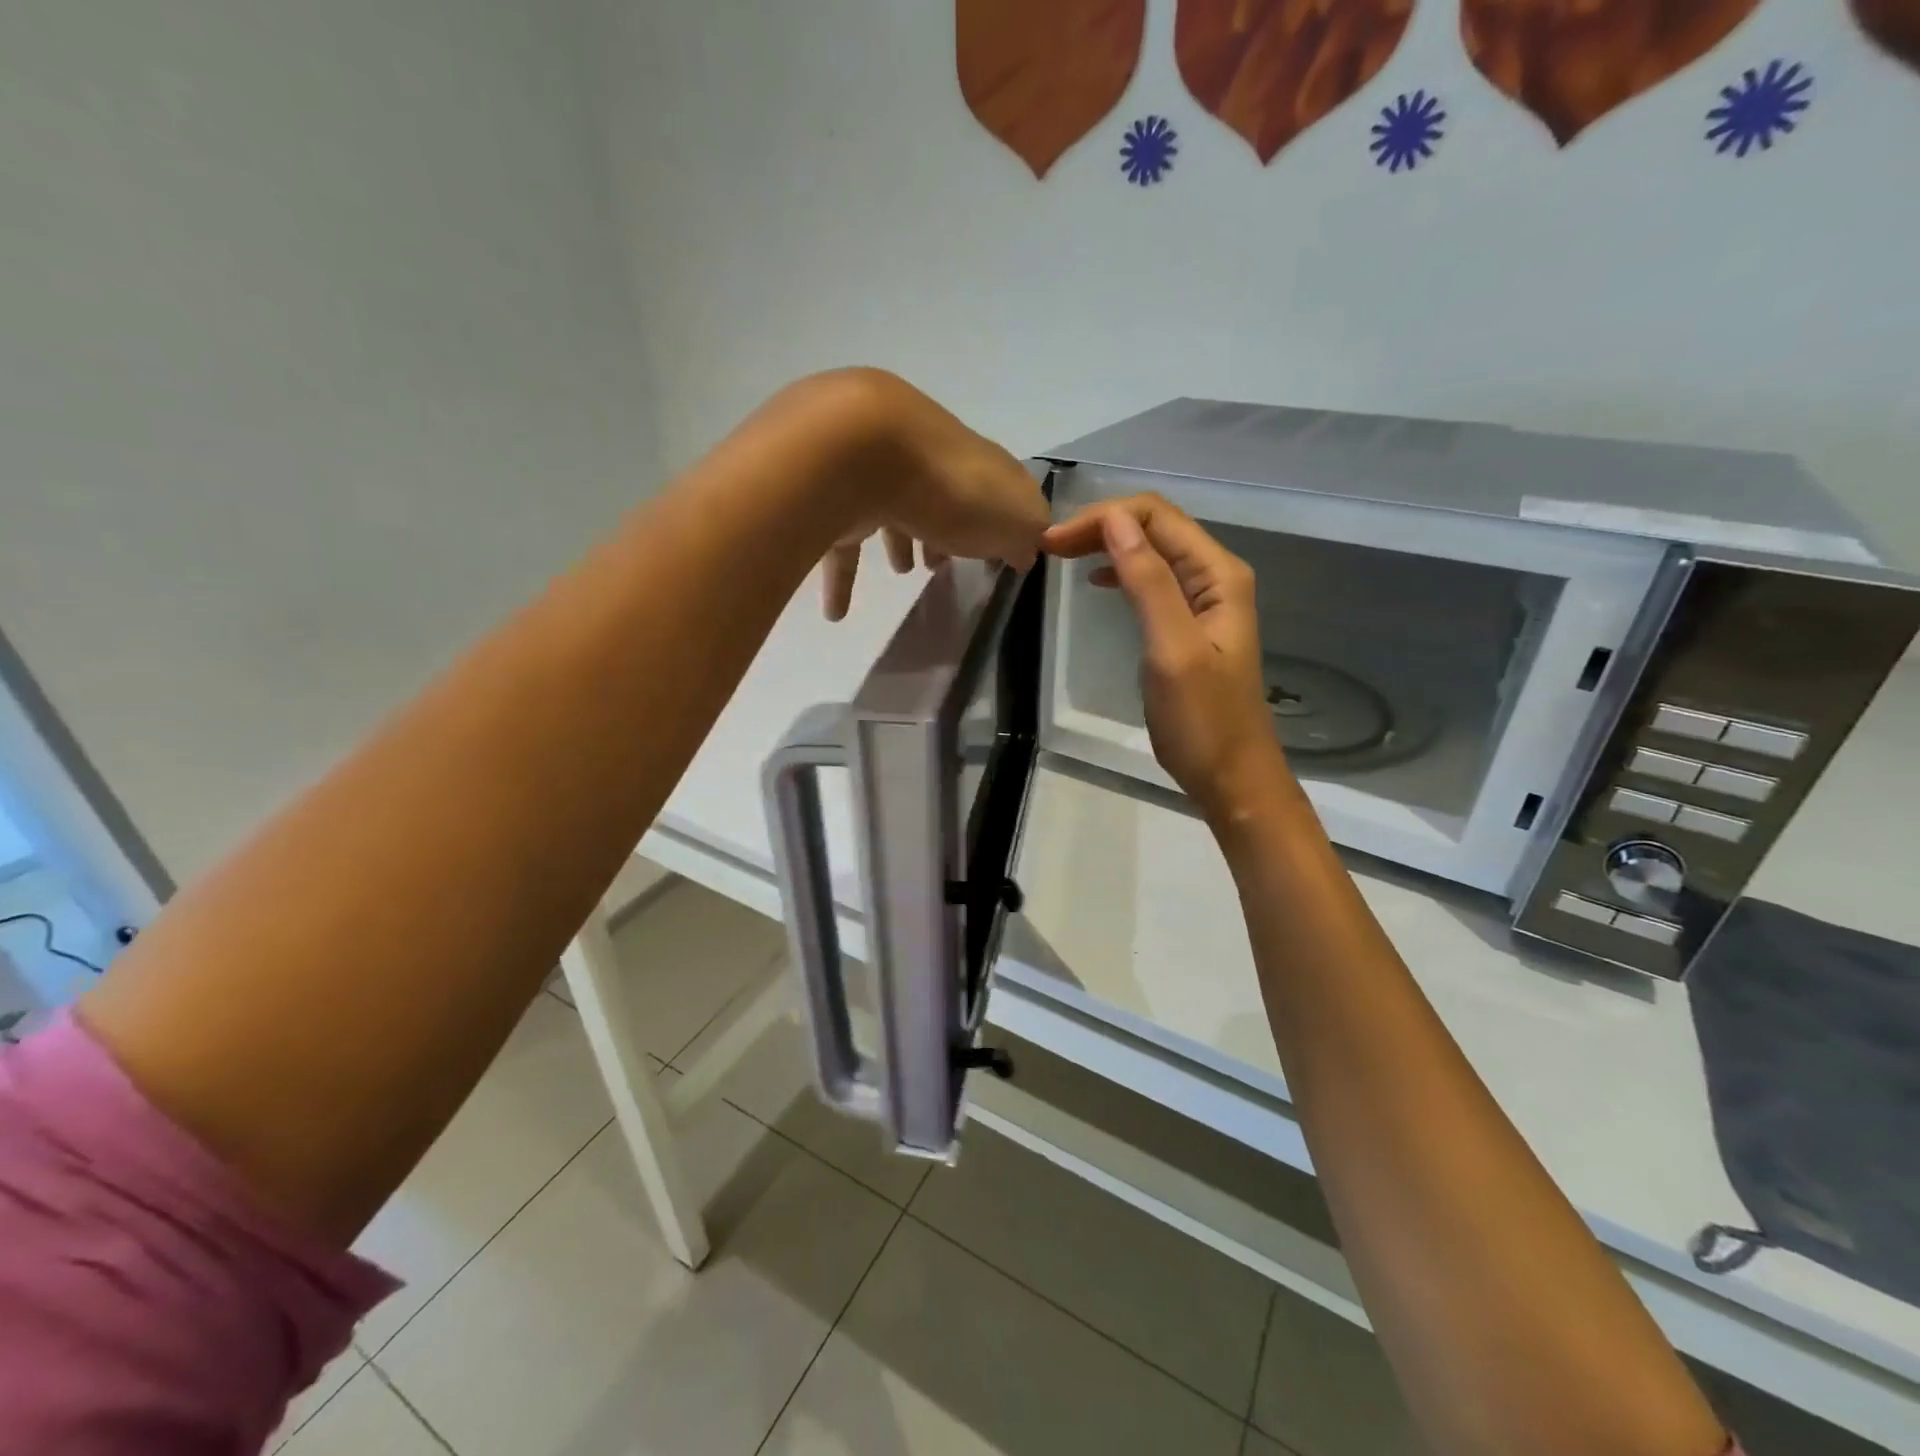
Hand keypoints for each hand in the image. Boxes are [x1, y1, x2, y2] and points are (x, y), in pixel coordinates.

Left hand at [806, 370, 1050, 619]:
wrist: (864, 451)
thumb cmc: (954, 489)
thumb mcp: (1016, 516)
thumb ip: (1026, 534)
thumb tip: (1024, 551)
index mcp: (976, 463)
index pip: (995, 488)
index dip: (1000, 521)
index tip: (998, 556)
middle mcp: (929, 459)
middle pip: (943, 496)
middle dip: (945, 530)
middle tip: (942, 564)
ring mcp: (879, 473)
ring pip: (893, 511)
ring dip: (900, 542)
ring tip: (902, 574)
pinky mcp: (836, 496)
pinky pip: (842, 543)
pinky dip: (841, 579)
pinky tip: (836, 613)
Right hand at [1042, 494, 1291, 823]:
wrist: (1232, 777)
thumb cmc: (1202, 720)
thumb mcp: (1171, 648)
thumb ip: (1147, 581)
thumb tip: (1114, 521)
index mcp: (1218, 574)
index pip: (1158, 516)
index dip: (1103, 518)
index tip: (1053, 544)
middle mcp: (1215, 577)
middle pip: (1156, 527)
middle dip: (1102, 527)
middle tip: (1048, 548)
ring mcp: (1204, 601)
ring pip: (1152, 552)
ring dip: (1108, 546)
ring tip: (1062, 557)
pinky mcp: (1190, 625)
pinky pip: (1154, 581)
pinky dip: (1122, 573)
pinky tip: (1099, 582)